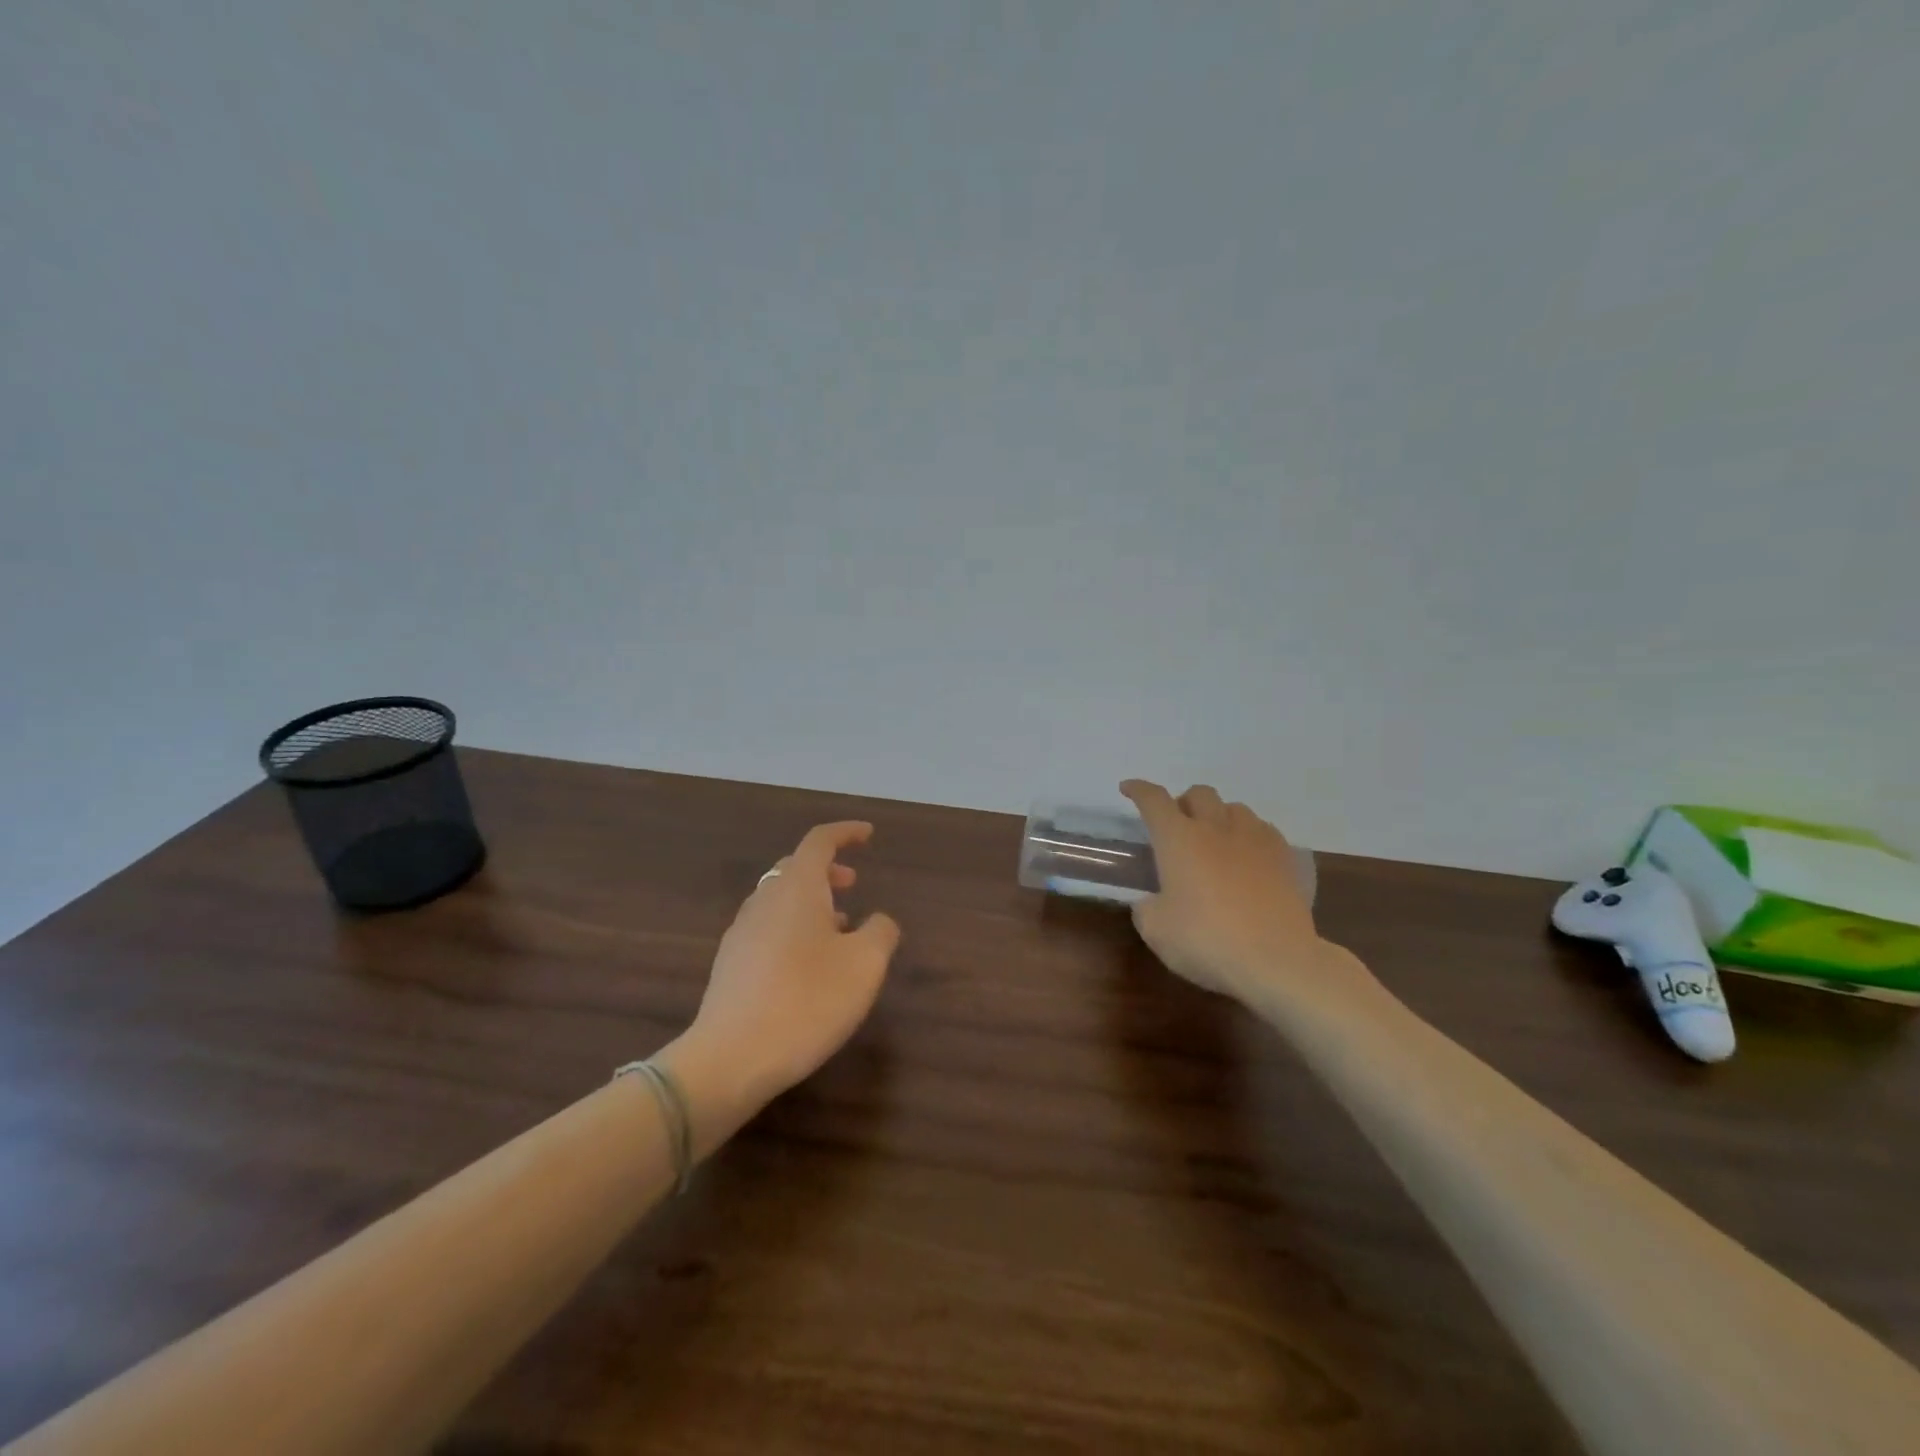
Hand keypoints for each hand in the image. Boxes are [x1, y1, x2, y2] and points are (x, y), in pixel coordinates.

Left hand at [676, 822, 900, 1109]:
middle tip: (853, 883)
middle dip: (827, 869)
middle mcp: (764, 900)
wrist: (731, 1058)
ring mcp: (741, 932)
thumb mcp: (865, 965)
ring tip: (838, 927)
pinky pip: (767, 928)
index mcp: (796, 888)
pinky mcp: (730, 964)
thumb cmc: (807, 1001)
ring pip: (779, 900)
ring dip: (810, 902)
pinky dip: (792, 928)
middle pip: (794, 868)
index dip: (846, 833)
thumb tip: (877, 920)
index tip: (868, 834)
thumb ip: (880, 932)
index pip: (819, 841)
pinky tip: (807, 963)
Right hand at [1121, 780, 1369, 1011]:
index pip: (1153, 800)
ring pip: (1234, 808)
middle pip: (1199, 793)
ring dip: (1218, 816)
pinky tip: (1247, 857)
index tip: (1128, 789)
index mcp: (1178, 838)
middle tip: (1177, 827)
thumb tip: (1153, 901)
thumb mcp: (1156, 931)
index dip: (1138, 790)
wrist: (1277, 960)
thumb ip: (1147, 907)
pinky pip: (1262, 829)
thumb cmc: (1207, 941)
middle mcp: (1215, 827)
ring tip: (1215, 841)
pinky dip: (1248, 835)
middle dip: (1183, 803)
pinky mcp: (1284, 857)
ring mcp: (1254, 839)